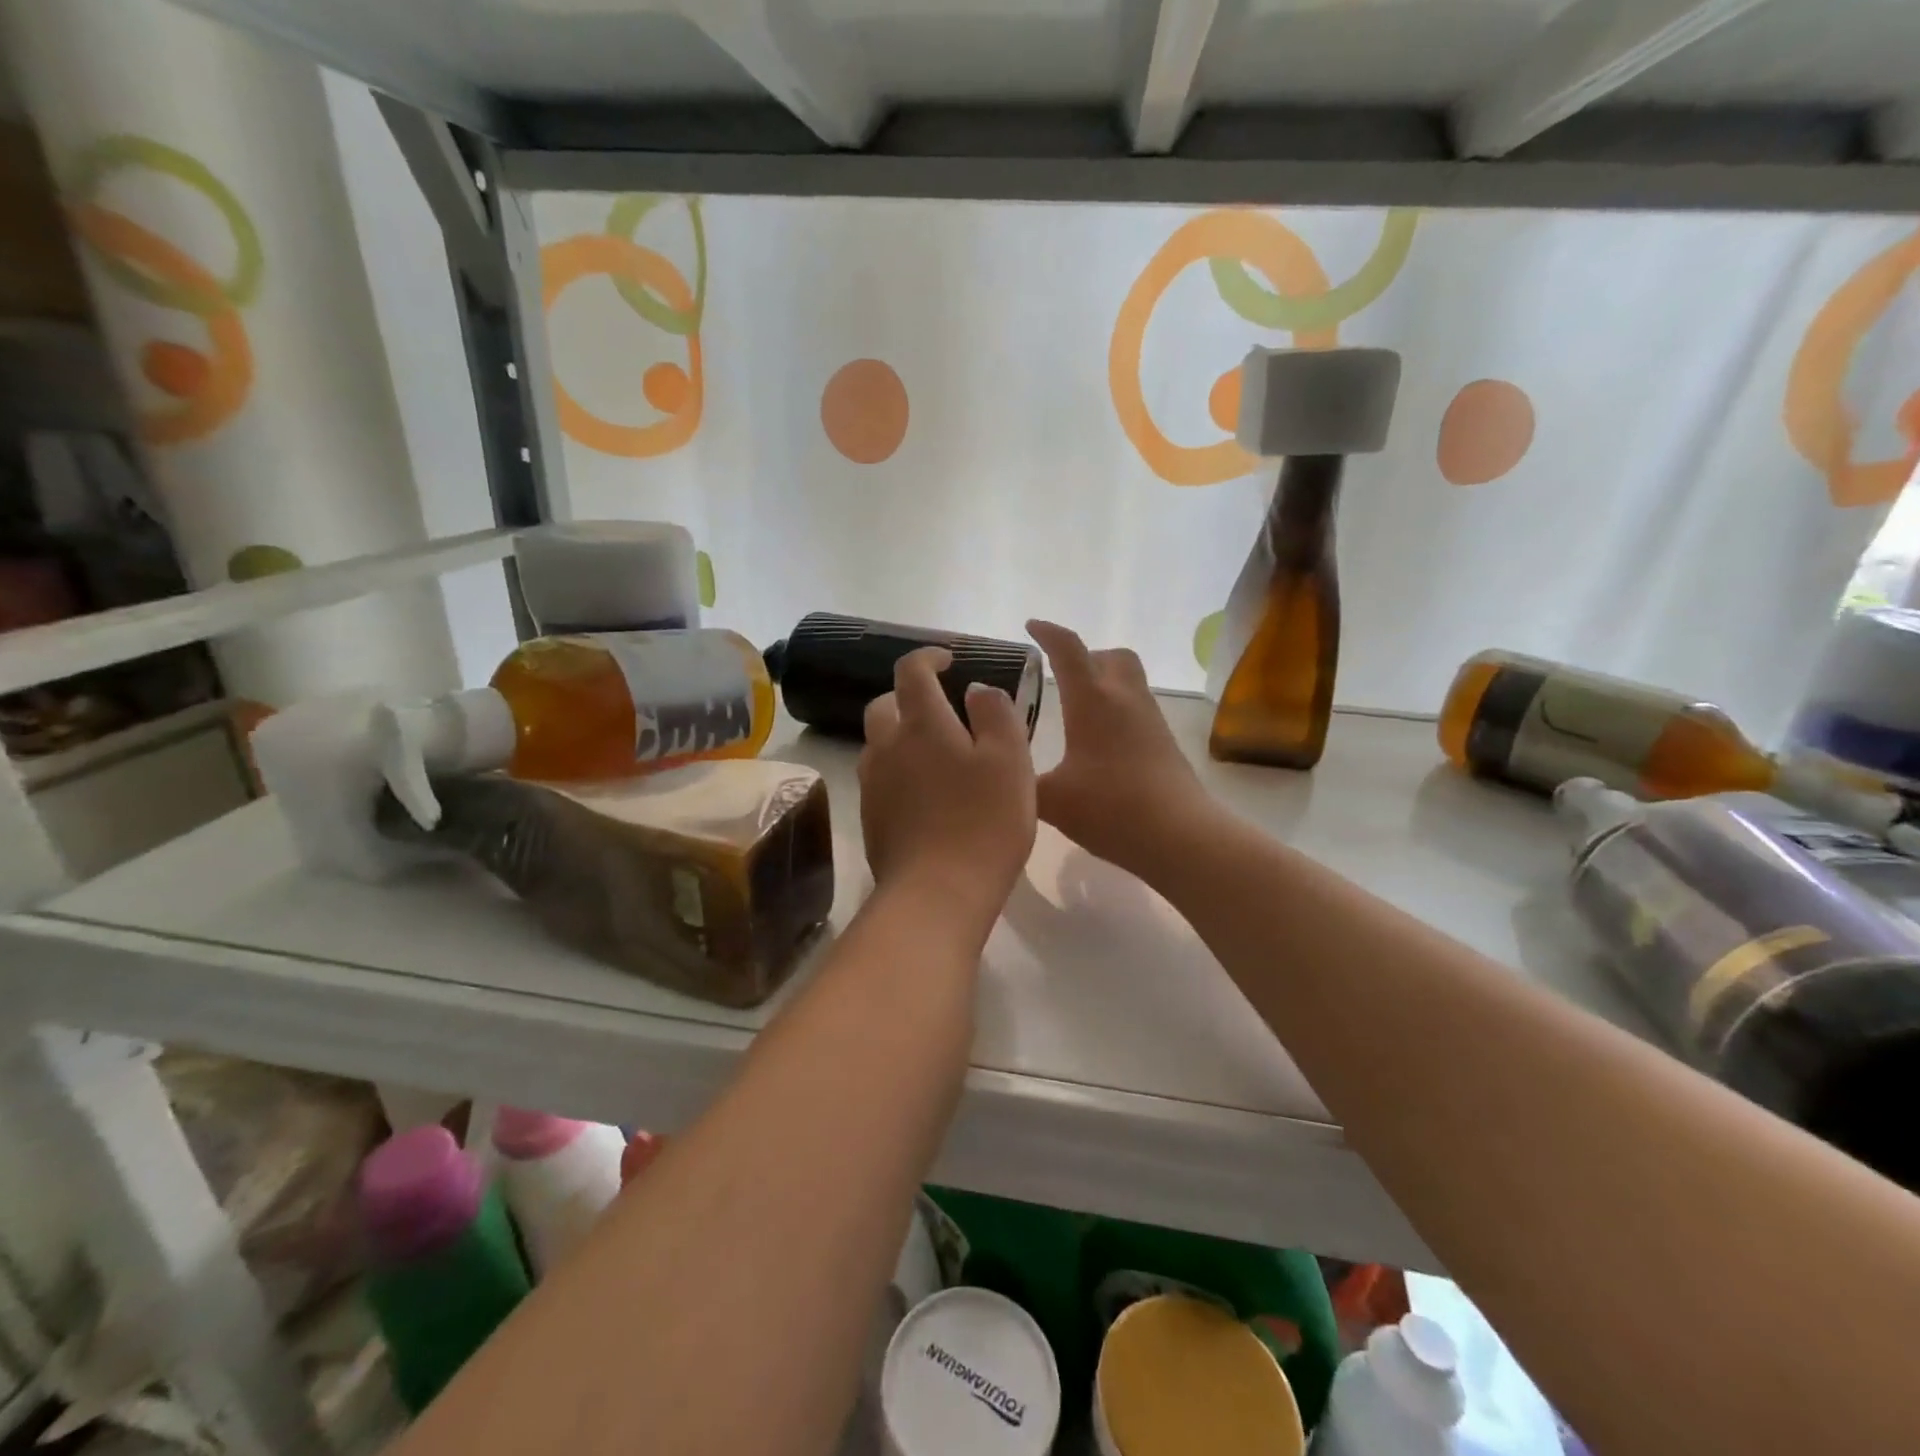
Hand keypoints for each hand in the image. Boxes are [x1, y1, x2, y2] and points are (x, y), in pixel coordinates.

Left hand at [858, 647, 1037, 930]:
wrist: (937, 893)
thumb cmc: (984, 821)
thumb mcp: (1010, 760)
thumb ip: (997, 714)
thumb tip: (977, 690)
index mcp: (922, 724)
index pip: (911, 670)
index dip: (928, 657)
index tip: (948, 661)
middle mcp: (887, 746)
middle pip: (884, 705)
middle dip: (908, 697)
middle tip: (941, 710)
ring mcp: (872, 784)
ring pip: (878, 744)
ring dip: (901, 737)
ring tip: (935, 756)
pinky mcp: (870, 818)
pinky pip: (879, 779)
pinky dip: (898, 772)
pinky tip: (925, 797)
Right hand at [1027, 620, 1211, 878]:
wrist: (1179, 836)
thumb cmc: (1111, 809)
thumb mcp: (1051, 800)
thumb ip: (1020, 779)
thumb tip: (1000, 765)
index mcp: (1092, 701)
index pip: (1068, 650)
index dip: (1048, 633)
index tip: (1031, 627)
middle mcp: (1125, 699)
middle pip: (1111, 656)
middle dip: (1085, 656)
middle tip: (1060, 675)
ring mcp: (1150, 720)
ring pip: (1129, 681)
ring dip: (1103, 682)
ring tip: (1076, 710)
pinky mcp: (1165, 743)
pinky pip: (1137, 709)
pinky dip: (1116, 710)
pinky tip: (1099, 744)